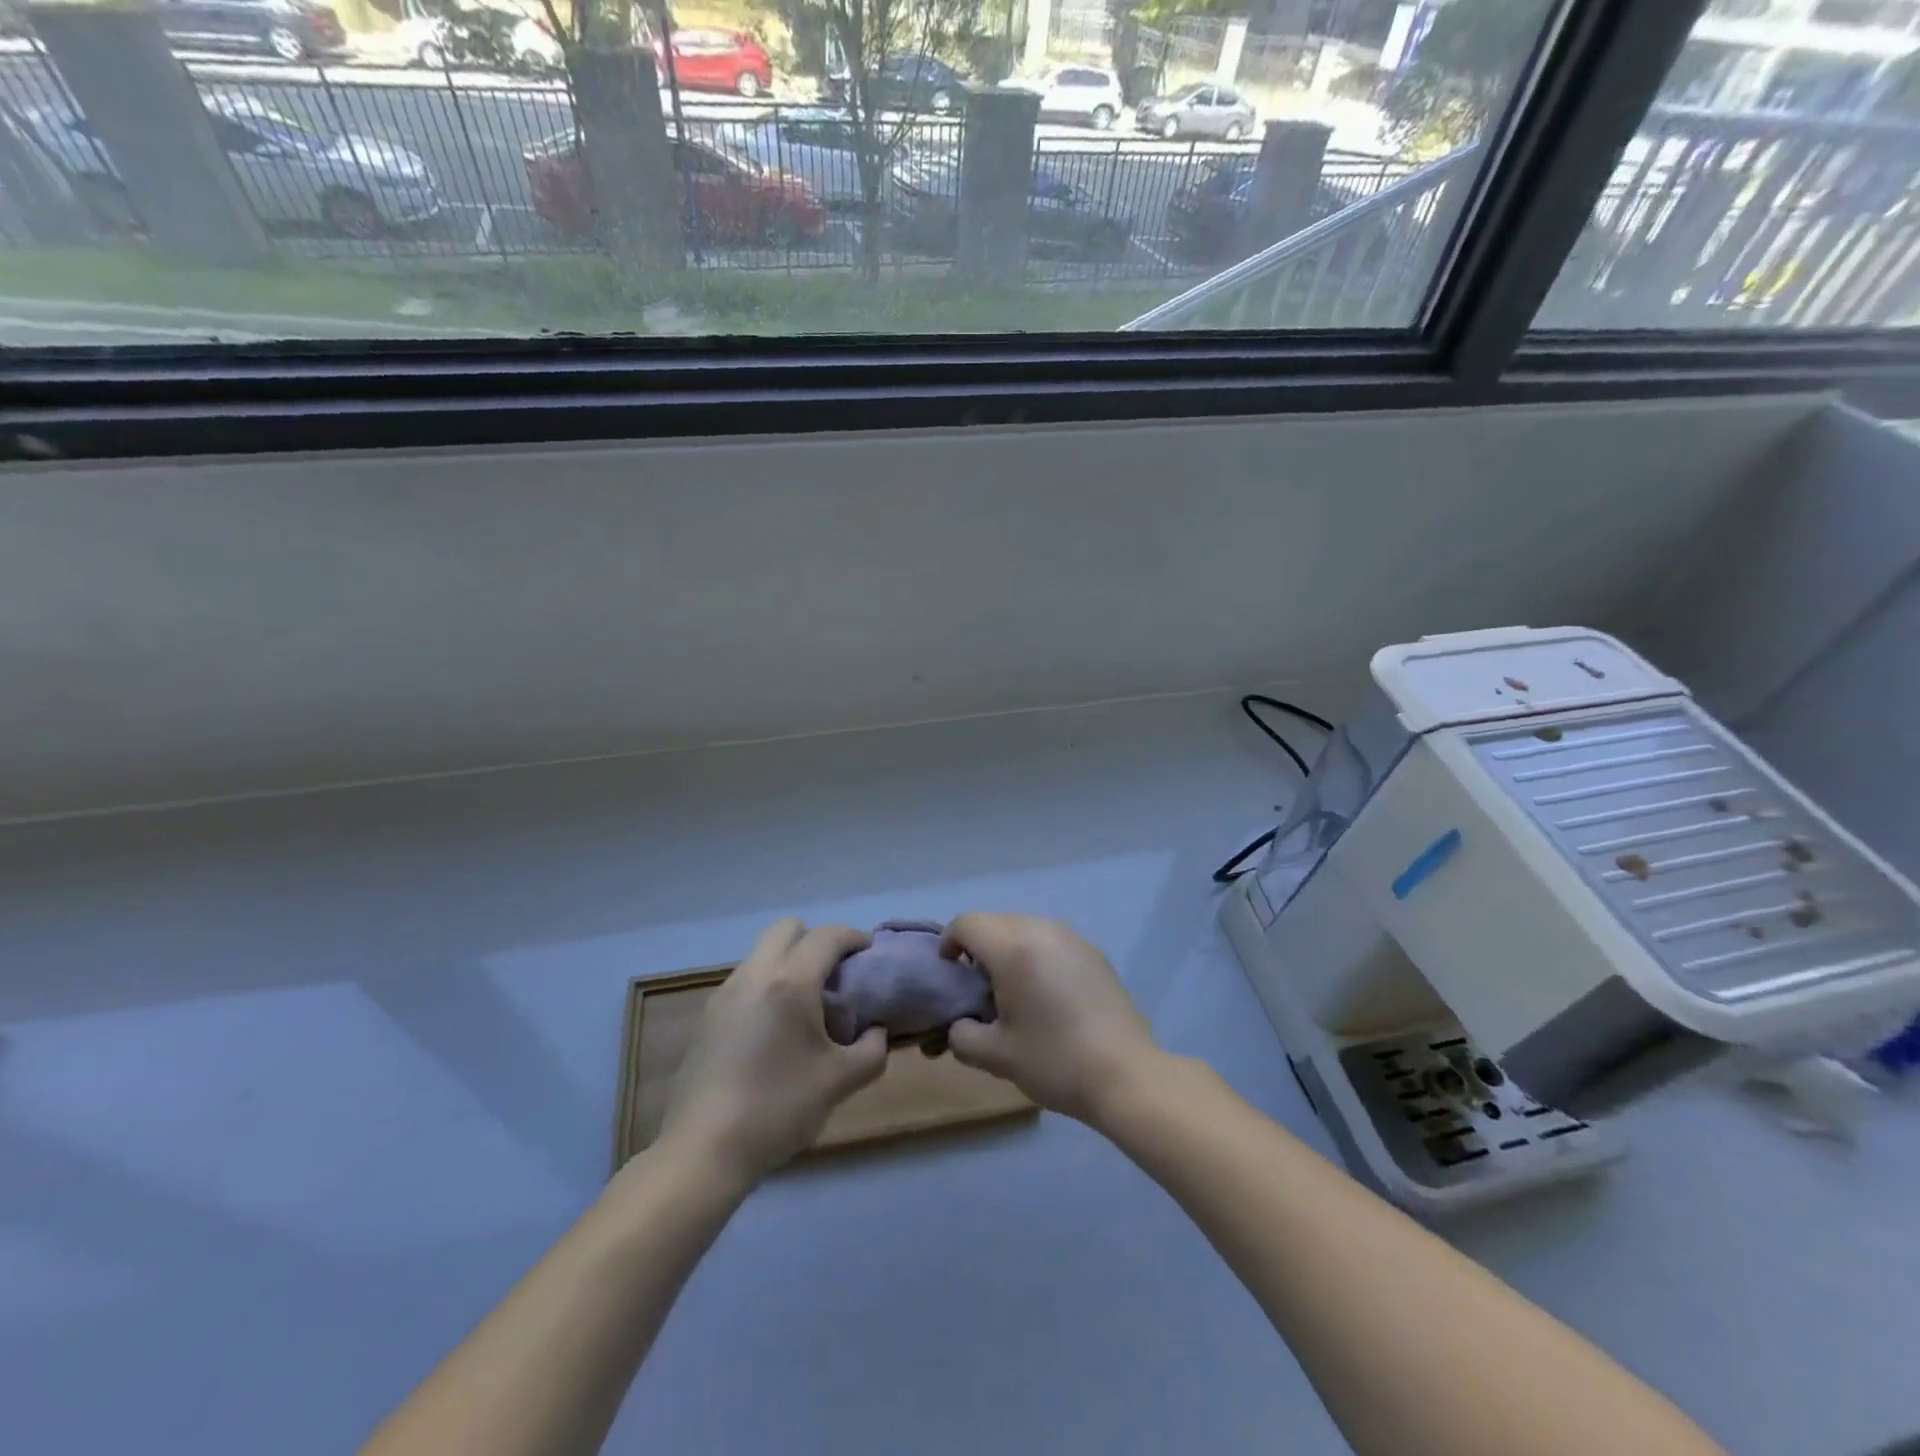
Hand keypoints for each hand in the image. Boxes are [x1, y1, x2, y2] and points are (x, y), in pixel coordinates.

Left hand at [656, 919, 888, 1183]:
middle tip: (836, 973)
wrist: (703, 1151)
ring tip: (807, 1003)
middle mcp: (755, 975)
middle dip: (816, 940)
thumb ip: (871, 1051)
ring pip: (762, 953)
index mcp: (790, 982)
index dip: (853, 938)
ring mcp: (725, 994)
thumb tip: (877, 1033)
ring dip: (789, 961)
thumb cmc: (778, 1109)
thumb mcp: (839, 1082)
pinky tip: (776, 1028)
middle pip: (787, 928)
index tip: (869, 953)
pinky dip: (768, 983)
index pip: (827, 937)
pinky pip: (746, 979)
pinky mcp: (708, 1017)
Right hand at [941, 913, 1160, 1125]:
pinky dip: (1037, 958)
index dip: (949, 943)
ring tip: (1014, 995)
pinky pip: (1051, 943)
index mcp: (1013, 946)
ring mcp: (1073, 938)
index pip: (966, 923)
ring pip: (1025, 930)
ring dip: (1009, 953)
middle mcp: (1042, 929)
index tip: (951, 975)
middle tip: (979, 991)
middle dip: (979, 950)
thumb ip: (962, 1035)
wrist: (1126, 1075)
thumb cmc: (1054, 1060)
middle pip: (995, 923)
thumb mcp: (996, 1056)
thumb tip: (961, 1025)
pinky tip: (1048, 998)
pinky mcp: (1094, 953)